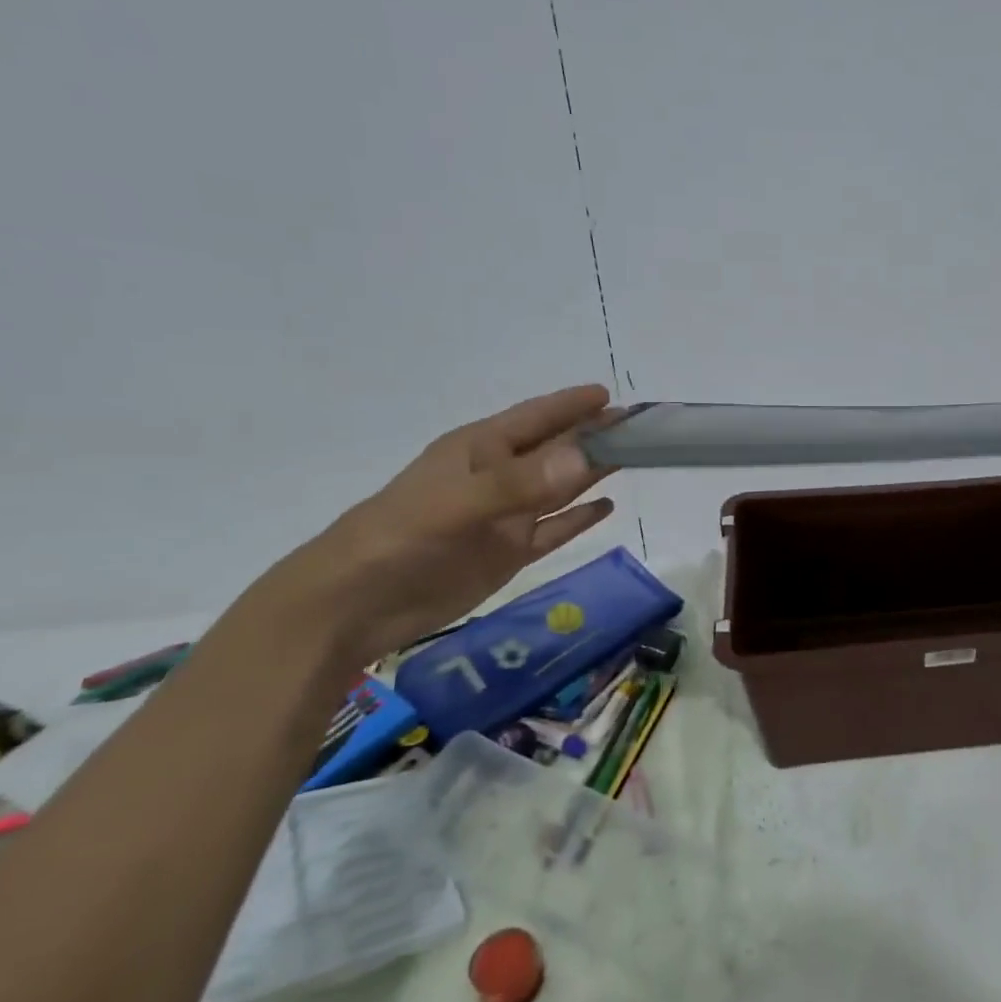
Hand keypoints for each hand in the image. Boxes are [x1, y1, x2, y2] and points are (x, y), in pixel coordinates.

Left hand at [270, 385, 618, 664]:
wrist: (356, 606)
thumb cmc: (400, 538)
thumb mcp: (458, 504)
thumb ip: (521, 482)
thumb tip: (585, 455)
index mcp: (480, 451)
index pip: (536, 418)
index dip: (571, 405)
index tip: (612, 395)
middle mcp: (499, 477)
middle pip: (557, 450)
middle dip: (595, 436)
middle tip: (644, 428)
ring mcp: (506, 516)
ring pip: (562, 487)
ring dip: (594, 471)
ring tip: (635, 457)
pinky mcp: (510, 552)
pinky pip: (555, 529)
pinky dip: (580, 517)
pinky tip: (607, 507)